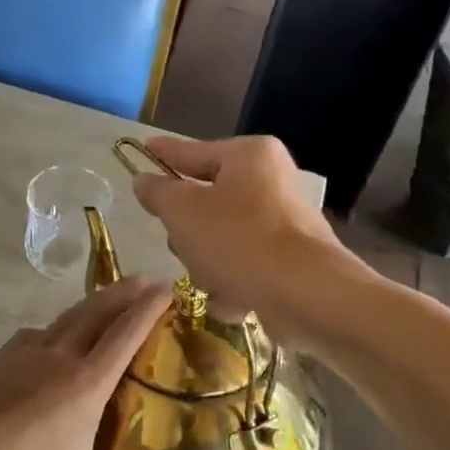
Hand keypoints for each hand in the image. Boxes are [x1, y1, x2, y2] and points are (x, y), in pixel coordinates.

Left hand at [0, 277, 169, 449]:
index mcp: (84, 385)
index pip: (125, 335)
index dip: (148, 309)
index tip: (166, 287)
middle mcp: (56, 358)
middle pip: (96, 313)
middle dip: (123, 294)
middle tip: (143, 280)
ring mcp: (20, 354)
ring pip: (63, 320)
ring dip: (88, 308)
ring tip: (102, 307)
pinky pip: (33, 337)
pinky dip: (52, 332)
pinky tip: (48, 345)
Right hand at [129, 135, 345, 330]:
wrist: (305, 294)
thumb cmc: (238, 239)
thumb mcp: (182, 211)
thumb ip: (157, 192)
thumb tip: (145, 180)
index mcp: (248, 156)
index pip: (192, 152)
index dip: (163, 154)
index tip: (144, 150)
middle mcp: (270, 182)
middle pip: (207, 200)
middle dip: (188, 230)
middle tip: (181, 244)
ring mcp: (283, 223)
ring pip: (221, 238)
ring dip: (207, 262)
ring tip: (212, 279)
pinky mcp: (290, 260)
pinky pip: (244, 265)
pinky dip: (233, 282)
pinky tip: (233, 299)